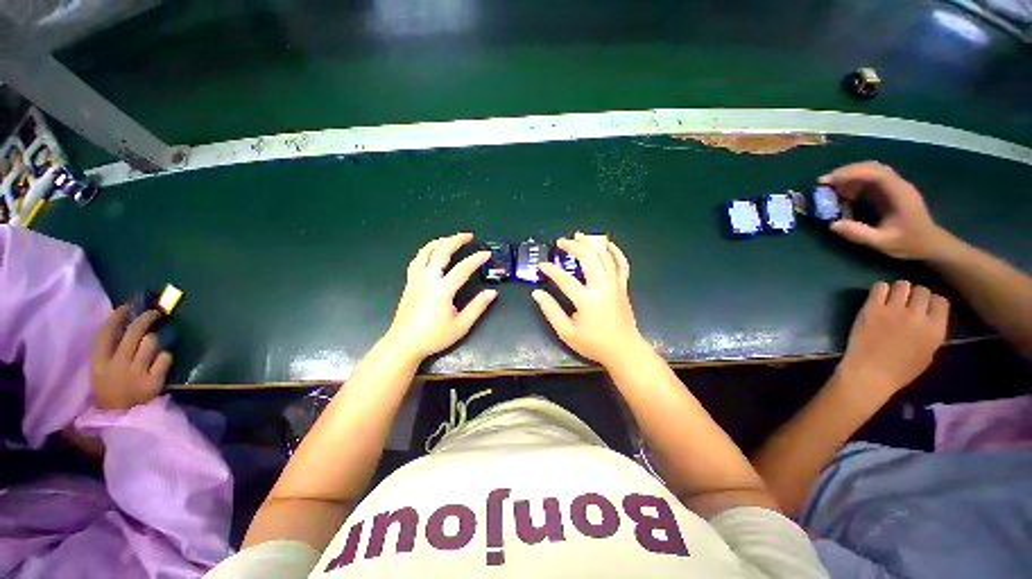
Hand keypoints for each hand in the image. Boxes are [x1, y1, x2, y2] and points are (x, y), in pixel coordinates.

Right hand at [91, 306, 172, 409]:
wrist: (122, 420)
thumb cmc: (111, 393)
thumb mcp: (101, 372)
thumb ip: (109, 352)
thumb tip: (123, 325)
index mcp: (99, 364)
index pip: (105, 333)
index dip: (117, 317)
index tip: (127, 307)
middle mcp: (117, 366)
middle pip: (134, 332)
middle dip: (146, 318)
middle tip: (155, 313)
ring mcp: (136, 374)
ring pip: (151, 342)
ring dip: (155, 341)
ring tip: (152, 347)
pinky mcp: (154, 381)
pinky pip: (165, 358)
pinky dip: (165, 358)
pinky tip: (160, 364)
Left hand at [385, 232, 496, 360]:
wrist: (404, 344)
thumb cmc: (434, 336)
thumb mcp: (461, 325)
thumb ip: (477, 307)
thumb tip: (492, 292)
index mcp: (442, 291)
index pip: (463, 268)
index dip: (476, 259)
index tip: (486, 254)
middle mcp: (428, 280)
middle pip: (440, 252)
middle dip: (455, 240)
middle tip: (468, 235)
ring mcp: (416, 280)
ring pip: (425, 252)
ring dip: (439, 242)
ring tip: (450, 238)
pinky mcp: (409, 283)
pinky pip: (417, 260)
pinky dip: (426, 251)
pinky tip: (431, 252)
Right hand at [532, 233, 647, 365]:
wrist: (624, 350)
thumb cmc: (594, 344)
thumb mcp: (567, 332)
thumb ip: (551, 311)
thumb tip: (536, 293)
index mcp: (587, 300)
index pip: (564, 278)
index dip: (550, 269)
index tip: (541, 265)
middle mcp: (603, 287)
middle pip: (588, 258)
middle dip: (573, 246)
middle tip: (561, 242)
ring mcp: (615, 284)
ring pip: (604, 256)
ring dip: (591, 243)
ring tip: (579, 236)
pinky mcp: (623, 286)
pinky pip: (622, 264)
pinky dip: (615, 251)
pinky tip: (607, 244)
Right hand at [821, 161, 953, 259]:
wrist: (930, 244)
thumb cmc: (909, 243)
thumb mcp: (882, 243)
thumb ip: (859, 234)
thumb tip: (833, 224)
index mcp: (899, 194)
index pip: (875, 174)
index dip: (851, 174)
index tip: (828, 181)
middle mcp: (898, 184)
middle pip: (872, 167)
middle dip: (847, 172)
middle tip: (825, 183)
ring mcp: (895, 186)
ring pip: (871, 170)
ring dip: (850, 175)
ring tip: (832, 188)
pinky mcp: (891, 190)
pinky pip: (872, 179)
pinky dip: (855, 181)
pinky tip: (846, 193)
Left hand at [837, 281, 949, 400]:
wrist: (870, 373)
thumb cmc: (899, 370)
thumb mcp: (928, 354)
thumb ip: (931, 333)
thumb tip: (929, 318)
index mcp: (936, 329)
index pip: (941, 301)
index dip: (931, 302)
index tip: (923, 308)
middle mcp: (918, 316)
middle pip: (922, 290)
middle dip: (914, 295)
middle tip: (905, 304)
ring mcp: (894, 310)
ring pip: (902, 284)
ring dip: (898, 290)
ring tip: (891, 300)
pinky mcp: (872, 308)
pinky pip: (879, 286)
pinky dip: (880, 289)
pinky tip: (877, 299)